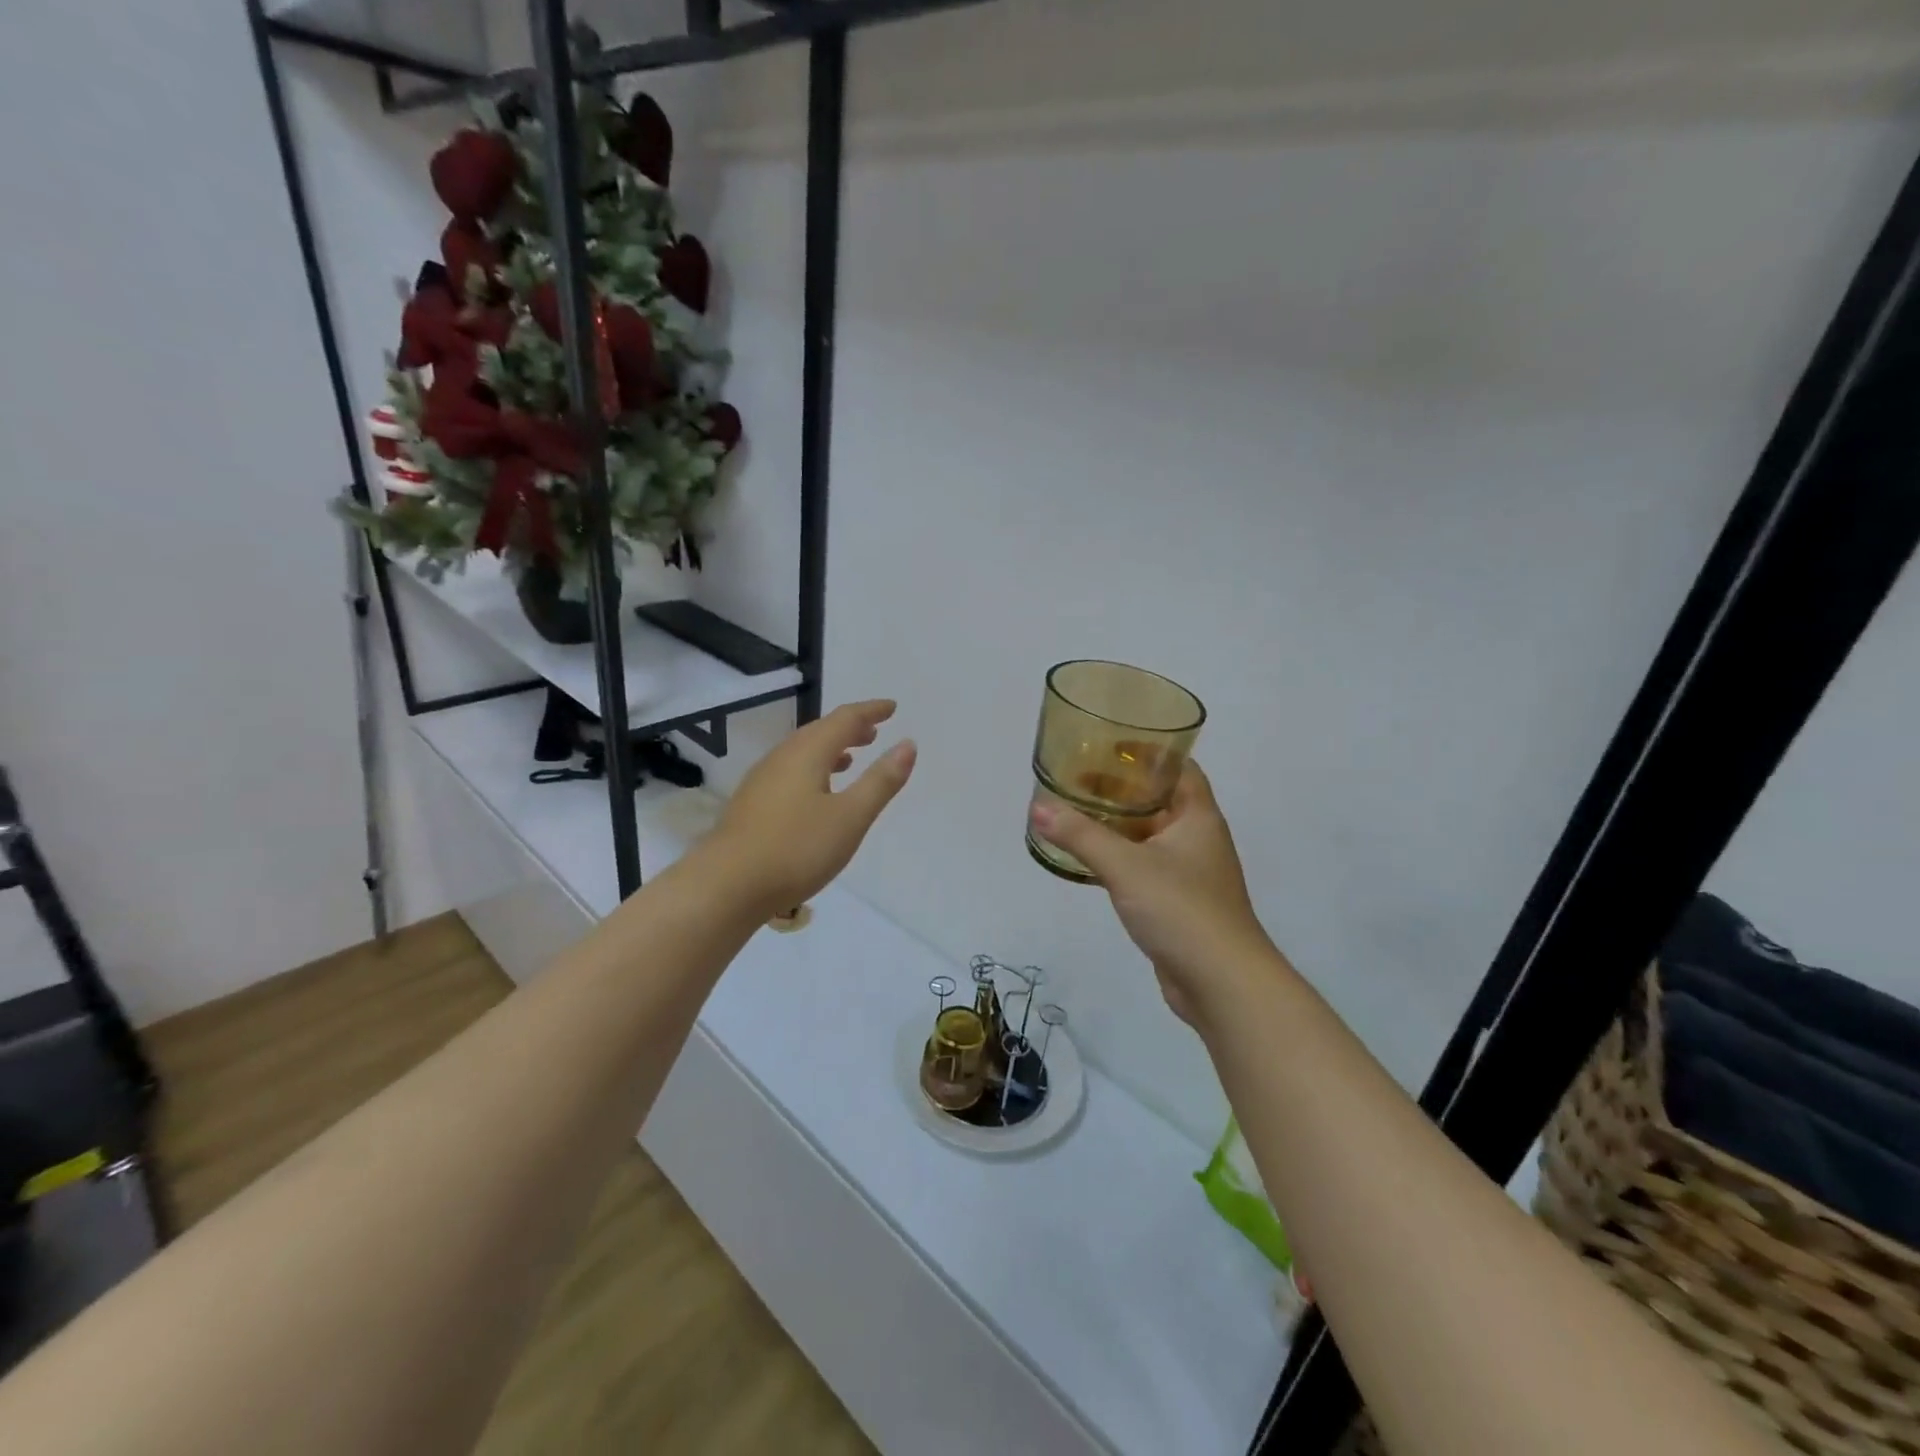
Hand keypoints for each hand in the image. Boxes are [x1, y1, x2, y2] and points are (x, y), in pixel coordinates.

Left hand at [706, 700, 916, 916]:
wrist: (726, 886)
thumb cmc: (796, 849)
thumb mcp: (850, 817)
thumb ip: (880, 780)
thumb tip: (907, 744)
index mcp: (807, 753)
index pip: (844, 719)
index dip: (870, 711)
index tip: (891, 707)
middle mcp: (782, 758)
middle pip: (819, 732)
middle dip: (849, 728)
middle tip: (873, 731)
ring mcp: (762, 781)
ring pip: (802, 752)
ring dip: (830, 749)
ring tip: (850, 758)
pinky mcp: (752, 805)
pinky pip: (790, 772)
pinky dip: (812, 769)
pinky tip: (816, 794)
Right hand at [1030, 762, 1280, 1025]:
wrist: (1221, 983)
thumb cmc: (1182, 909)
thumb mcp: (1126, 866)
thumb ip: (1081, 835)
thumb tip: (1037, 807)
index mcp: (1197, 817)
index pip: (1178, 768)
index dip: (1148, 752)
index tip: (1109, 745)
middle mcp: (1197, 838)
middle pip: (1158, 800)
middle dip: (1121, 788)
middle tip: (1077, 779)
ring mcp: (1189, 873)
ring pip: (1148, 835)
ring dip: (1116, 825)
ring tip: (1074, 813)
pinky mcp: (1176, 903)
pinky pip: (1143, 867)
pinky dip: (1118, 857)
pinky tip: (1088, 860)